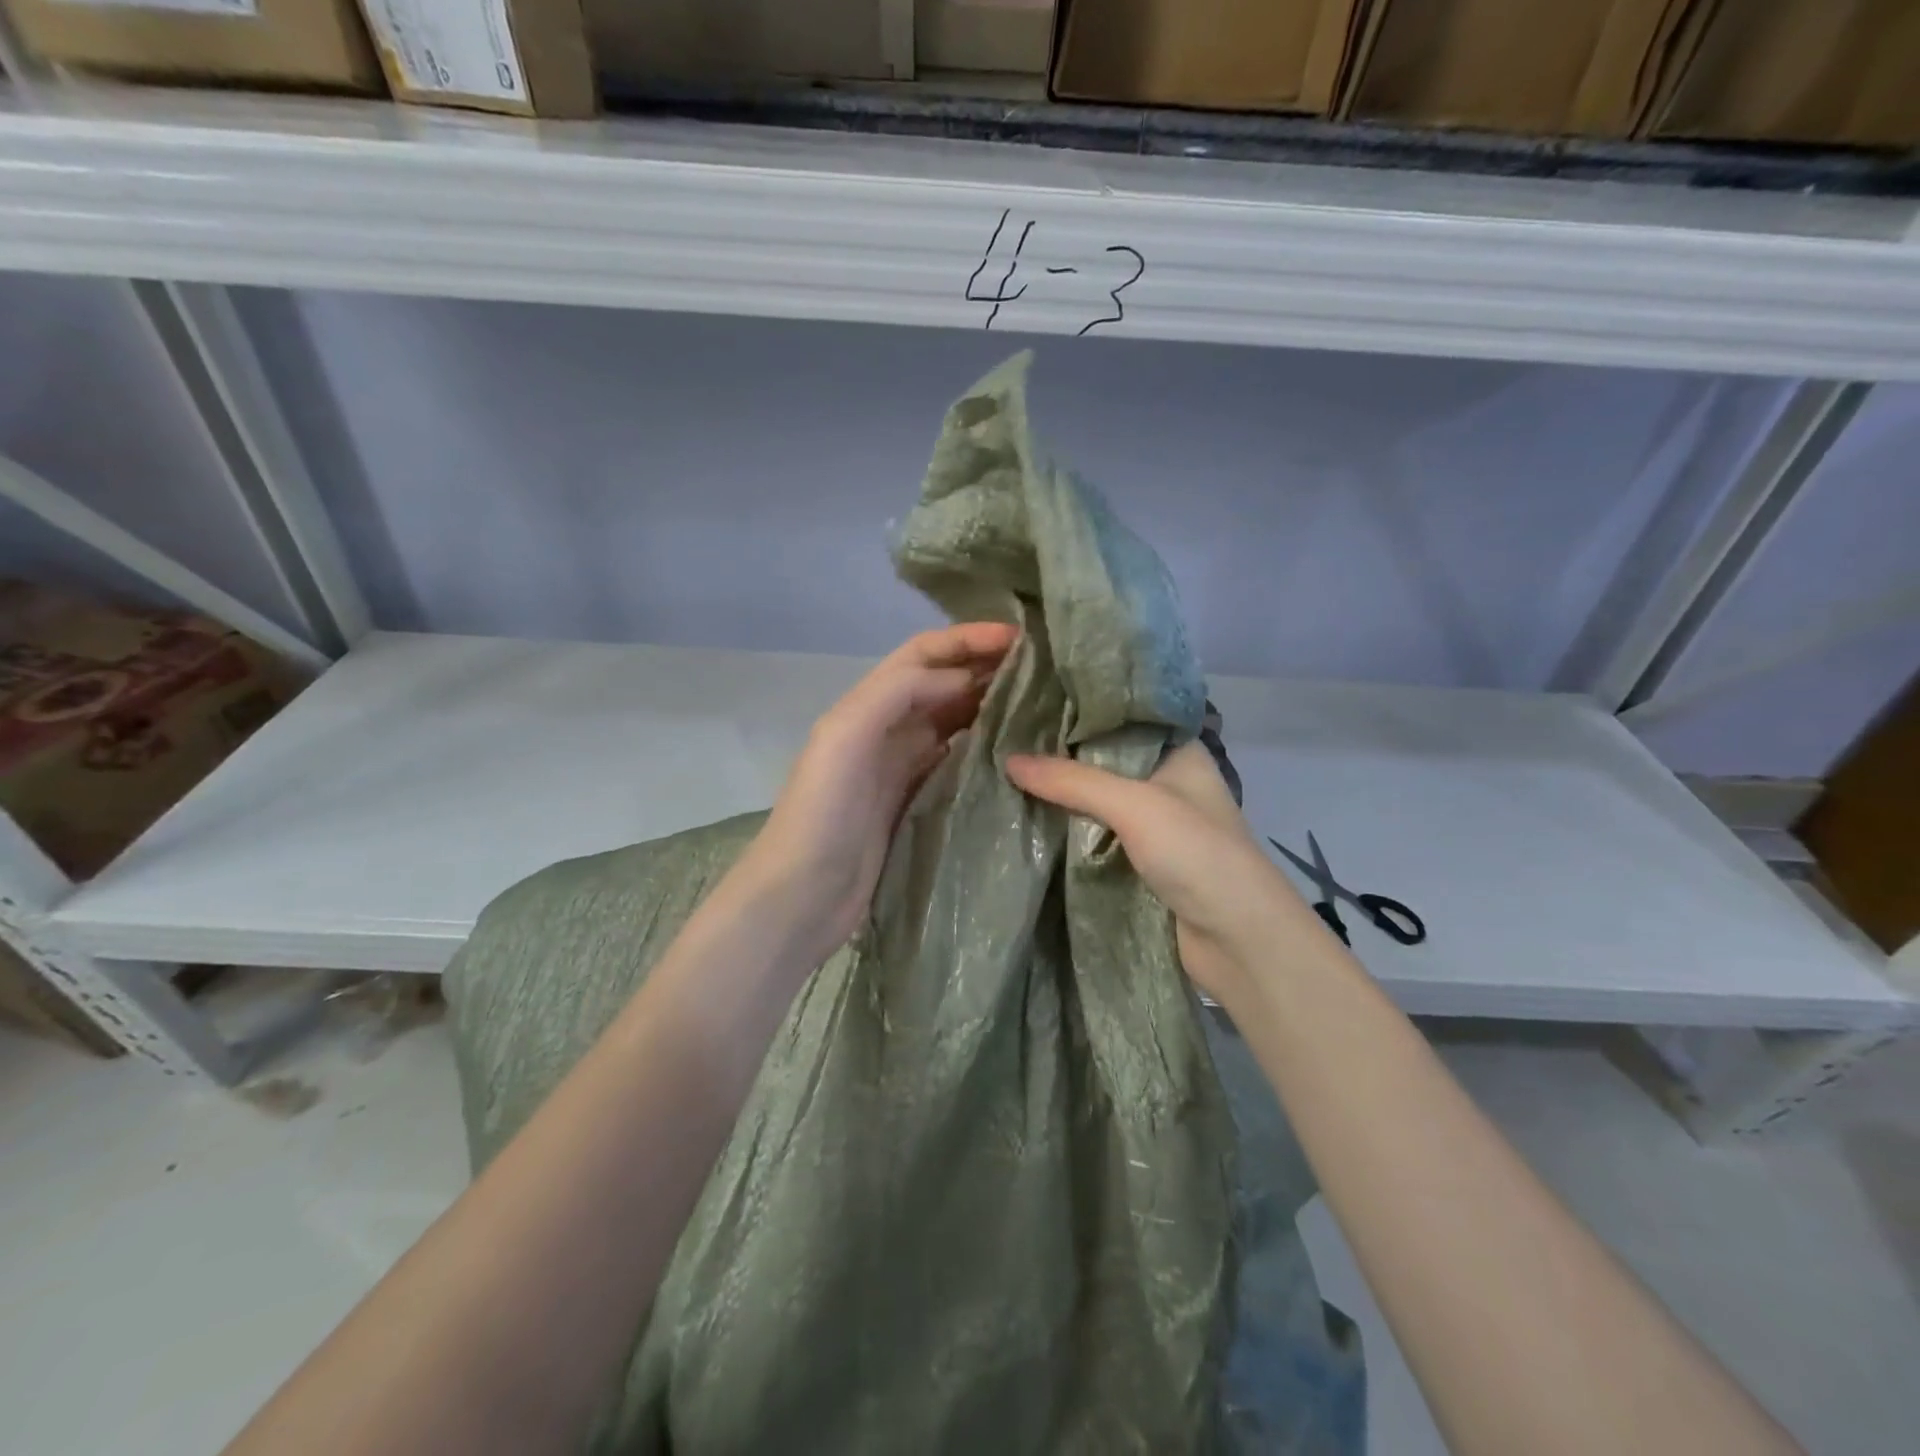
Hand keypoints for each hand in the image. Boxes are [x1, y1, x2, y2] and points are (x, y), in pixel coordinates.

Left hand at [743, 623, 1018, 963]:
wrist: (802, 897)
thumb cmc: (822, 812)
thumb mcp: (847, 735)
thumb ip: (898, 693)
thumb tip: (962, 678)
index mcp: (869, 706)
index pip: (924, 655)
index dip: (968, 639)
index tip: (1022, 637)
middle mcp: (888, 730)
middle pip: (945, 685)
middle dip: (988, 668)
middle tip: (1046, 668)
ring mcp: (904, 769)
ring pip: (956, 722)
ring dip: (993, 707)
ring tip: (1043, 703)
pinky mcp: (919, 805)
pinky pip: (960, 765)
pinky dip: (988, 751)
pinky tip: (1019, 753)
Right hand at [1005, 741, 1334, 1008]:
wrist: (1239, 941)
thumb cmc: (1197, 853)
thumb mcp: (1135, 805)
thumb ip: (1072, 781)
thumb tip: (1008, 760)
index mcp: (1179, 752)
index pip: (1122, 719)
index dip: (1079, 712)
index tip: (1029, 706)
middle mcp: (1167, 782)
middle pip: (1104, 761)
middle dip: (1061, 757)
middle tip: (1006, 740)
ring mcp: (1156, 825)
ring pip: (1098, 801)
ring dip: (1062, 796)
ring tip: (1007, 773)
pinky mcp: (1143, 862)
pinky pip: (1098, 836)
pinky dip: (1070, 831)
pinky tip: (1031, 818)